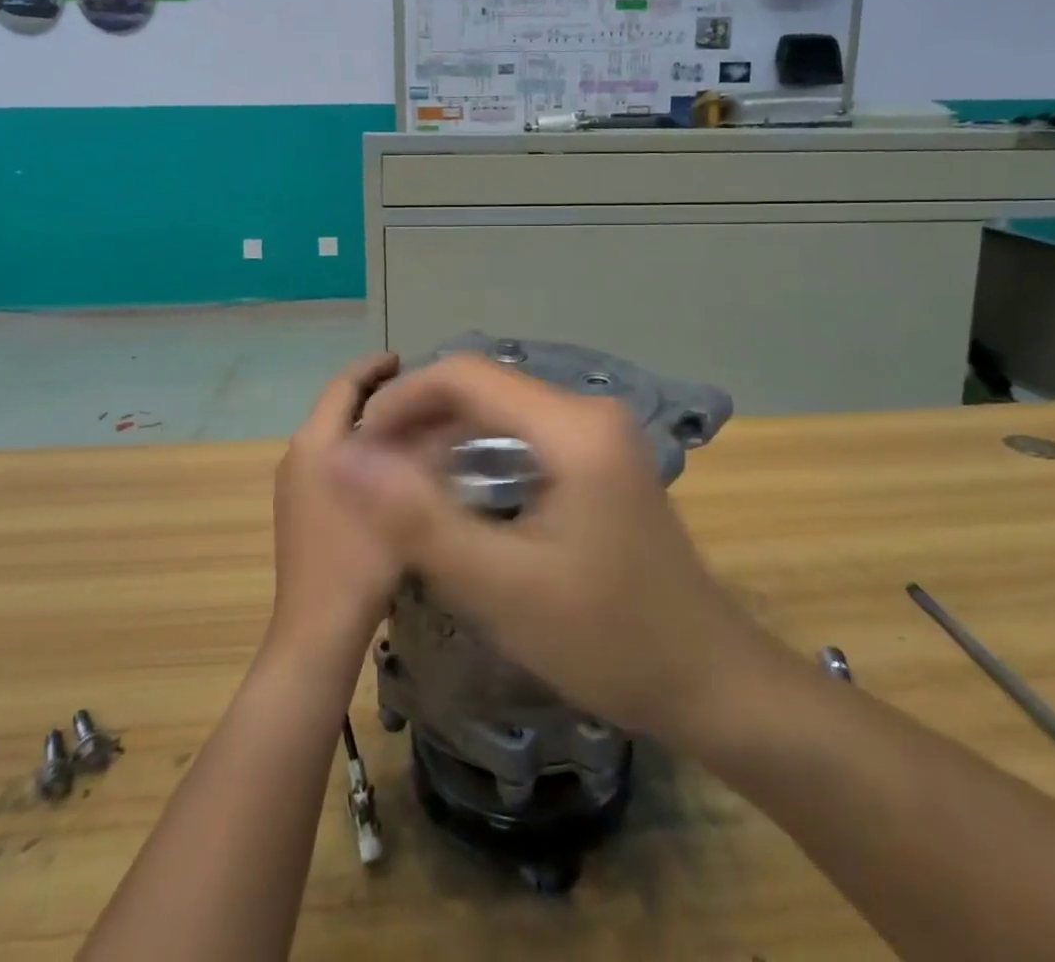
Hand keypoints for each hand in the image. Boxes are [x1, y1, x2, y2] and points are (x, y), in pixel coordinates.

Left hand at [268, 352, 402, 655]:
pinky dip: (358, 449)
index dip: (374, 366)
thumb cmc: (361, 560)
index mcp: (316, 443)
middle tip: (417, 391)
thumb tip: (444, 416)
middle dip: (373, 393)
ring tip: (411, 423)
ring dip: (366, 423)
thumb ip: (423, 451)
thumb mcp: (403, 499)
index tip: (403, 358)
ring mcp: (293, 484)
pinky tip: (390, 467)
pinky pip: (330, 460)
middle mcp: (297, 454)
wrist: (317, 630)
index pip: (344, 385)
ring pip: (333, 435)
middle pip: (337, 408)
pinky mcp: (297, 509)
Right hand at [327, 354, 769, 745]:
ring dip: (445, 436)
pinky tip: (452, 493)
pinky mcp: (599, 457)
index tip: (359, 448)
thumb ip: (418, 520)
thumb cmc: (607, 639)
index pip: (464, 374)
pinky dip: (478, 453)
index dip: (401, 400)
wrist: (708, 679)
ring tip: (397, 482)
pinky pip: (523, 434)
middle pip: (483, 388)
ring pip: (501, 410)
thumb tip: (346, 458)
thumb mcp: (501, 587)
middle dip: (419, 419)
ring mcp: (599, 432)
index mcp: (572, 426)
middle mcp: (588, 410)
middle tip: (371, 473)